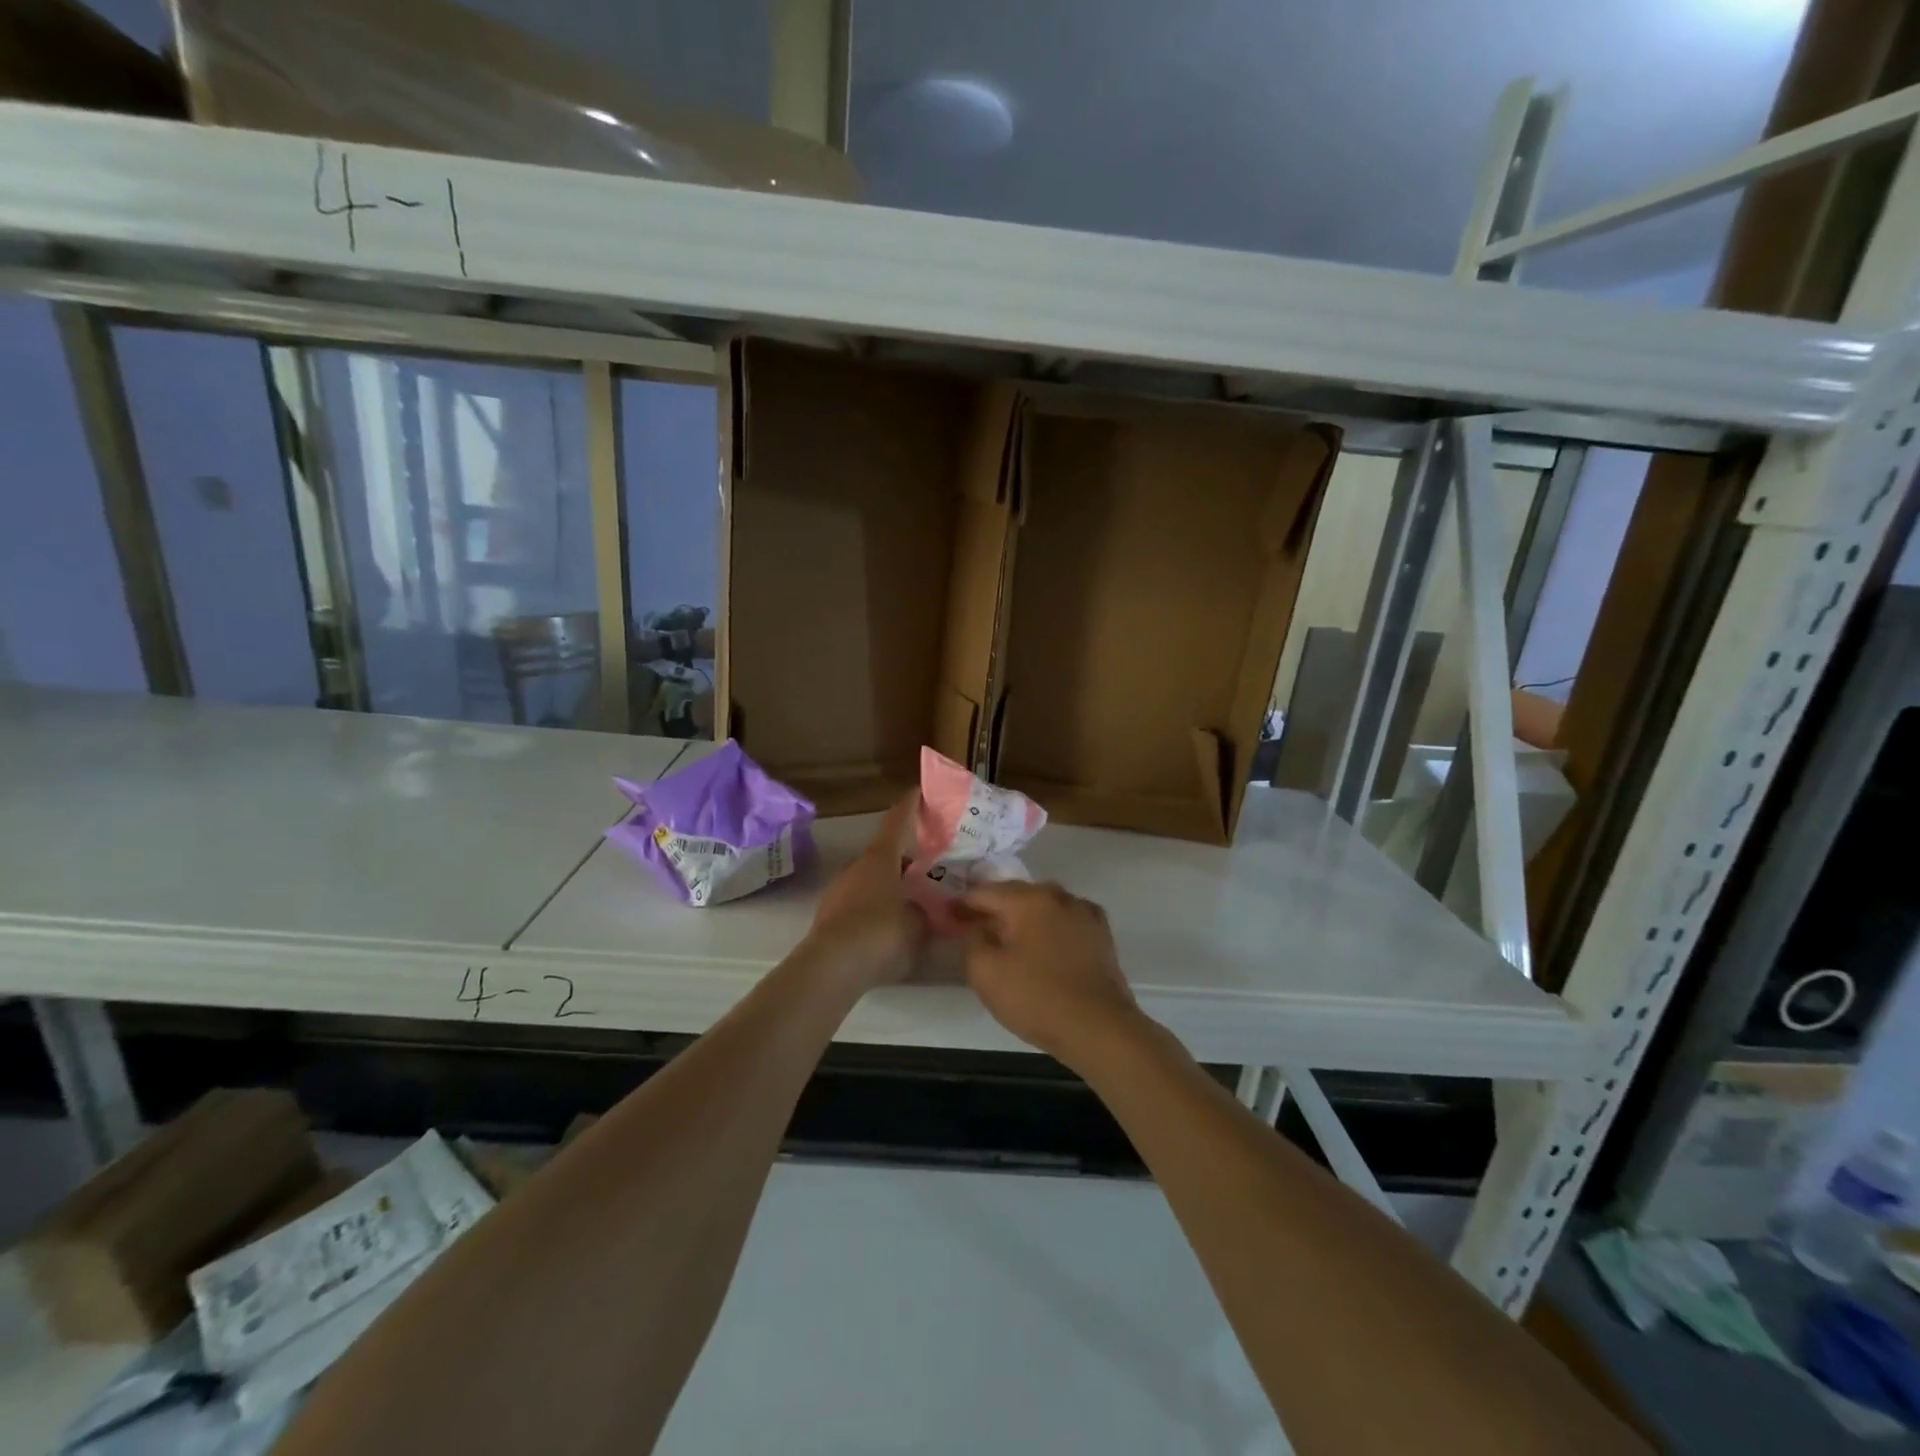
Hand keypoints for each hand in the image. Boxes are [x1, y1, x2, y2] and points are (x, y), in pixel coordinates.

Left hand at [805, 796, 927, 990]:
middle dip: (903, 855)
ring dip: (888, 883)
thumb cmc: (881, 933)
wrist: (832, 967)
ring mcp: (838, 891)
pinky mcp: (829, 916)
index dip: (909, 806)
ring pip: (869, 878)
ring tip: (910, 897)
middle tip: (925, 863)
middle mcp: (856, 867)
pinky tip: (888, 924)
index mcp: (880, 858)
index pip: (896, 822)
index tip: (917, 792)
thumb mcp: (917, 924)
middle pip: (882, 852)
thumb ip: (924, 912)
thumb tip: (922, 909)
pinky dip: (874, 906)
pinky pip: (858, 902)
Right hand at [956, 882, 1141, 1067]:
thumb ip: (972, 941)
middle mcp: (1057, 895)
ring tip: (1010, 935)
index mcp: (1027, 899)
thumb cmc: (1036, 998)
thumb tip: (977, 926)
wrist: (1099, 1027)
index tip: (948, 915)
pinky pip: (1066, 920)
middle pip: (1016, 894)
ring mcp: (1084, 912)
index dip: (962, 903)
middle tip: (975, 925)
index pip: (984, 892)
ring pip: (1043, 905)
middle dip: (994, 907)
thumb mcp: (985, 972)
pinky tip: (1046, 943)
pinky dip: (1051, 926)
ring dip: (1024, 915)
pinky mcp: (1101, 933)